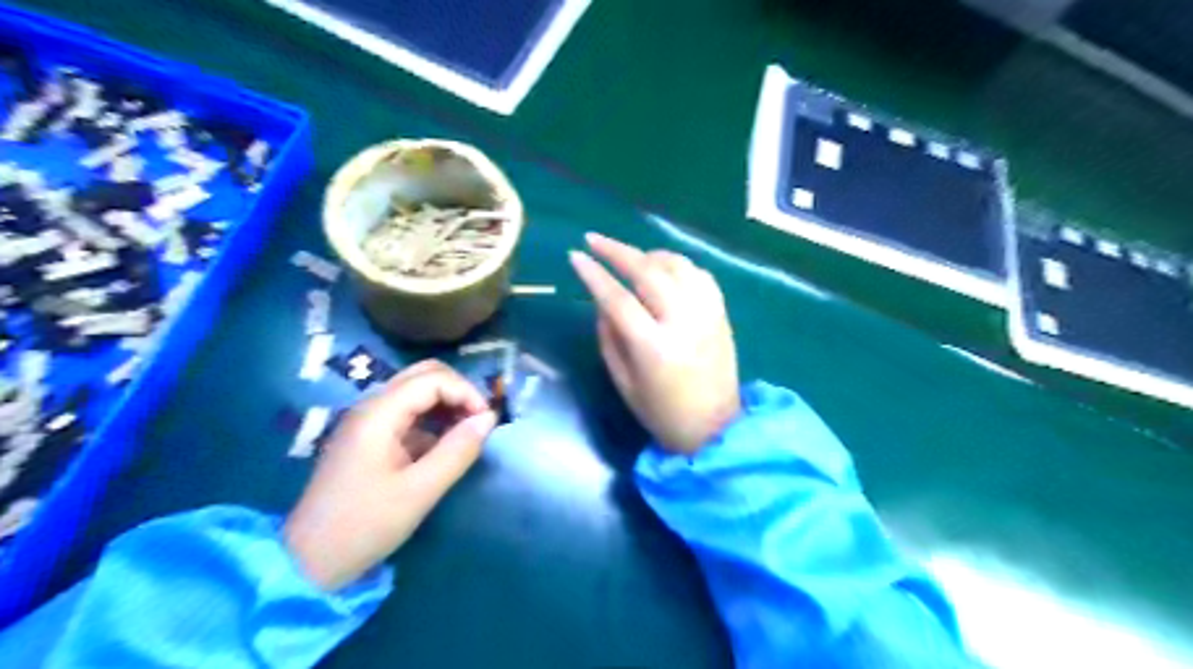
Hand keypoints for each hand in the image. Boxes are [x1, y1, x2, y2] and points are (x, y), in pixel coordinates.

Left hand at [282, 360, 492, 589]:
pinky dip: (432, 420)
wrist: (308, 561)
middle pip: (423, 375)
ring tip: (467, 433)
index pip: (433, 379)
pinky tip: (444, 447)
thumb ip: (458, 451)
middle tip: (479, 422)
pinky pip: (407, 413)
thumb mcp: (420, 491)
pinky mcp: (368, 438)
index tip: (487, 422)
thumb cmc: (365, 525)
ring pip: (416, 391)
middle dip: (458, 391)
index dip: (466, 393)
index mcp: (379, 413)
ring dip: (446, 403)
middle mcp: (371, 406)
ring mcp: (367, 421)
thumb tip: (489, 419)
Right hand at [565, 231, 736, 454]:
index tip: (576, 256)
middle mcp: (683, 323)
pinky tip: (664, 269)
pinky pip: (700, 275)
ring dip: (649, 254)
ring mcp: (707, 315)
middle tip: (595, 239)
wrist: (715, 429)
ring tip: (630, 256)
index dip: (594, 275)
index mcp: (654, 348)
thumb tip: (602, 302)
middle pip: (648, 272)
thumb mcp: (624, 383)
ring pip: (677, 266)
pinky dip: (678, 265)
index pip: (618, 299)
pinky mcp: (721, 314)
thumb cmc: (662, 413)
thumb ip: (609, 339)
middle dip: (617, 251)